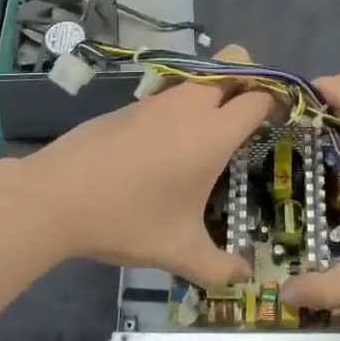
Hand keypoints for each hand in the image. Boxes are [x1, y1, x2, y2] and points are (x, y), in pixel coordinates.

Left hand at [23, 47, 271, 287]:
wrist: (57, 196)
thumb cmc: (128, 218)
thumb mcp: (178, 251)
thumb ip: (218, 267)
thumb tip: (245, 280)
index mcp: (213, 132)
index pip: (259, 97)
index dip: (278, 102)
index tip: (282, 120)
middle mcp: (191, 105)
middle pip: (234, 61)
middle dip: (252, 77)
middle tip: (251, 115)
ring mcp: (159, 99)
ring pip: (201, 74)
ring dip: (216, 88)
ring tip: (212, 133)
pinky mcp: (133, 104)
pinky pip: (172, 91)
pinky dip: (184, 104)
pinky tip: (168, 145)